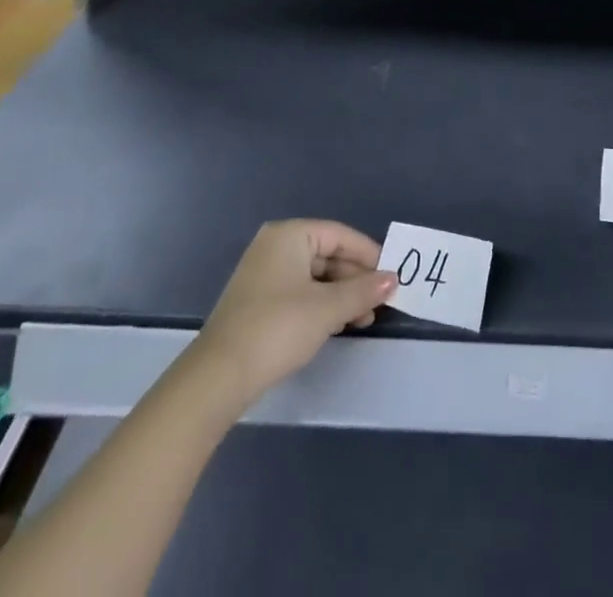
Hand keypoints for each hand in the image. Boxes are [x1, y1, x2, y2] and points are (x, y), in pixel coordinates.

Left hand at [193, 220, 395, 409]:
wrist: (219, 376)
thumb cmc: (278, 328)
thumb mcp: (328, 309)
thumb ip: (363, 291)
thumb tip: (393, 278)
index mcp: (289, 235)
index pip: (340, 235)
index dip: (368, 255)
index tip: (392, 276)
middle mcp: (274, 246)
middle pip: (327, 254)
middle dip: (355, 279)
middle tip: (380, 303)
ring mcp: (263, 273)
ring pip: (314, 276)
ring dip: (341, 295)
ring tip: (363, 319)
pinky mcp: (257, 300)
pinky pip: (299, 291)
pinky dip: (321, 304)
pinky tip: (337, 324)